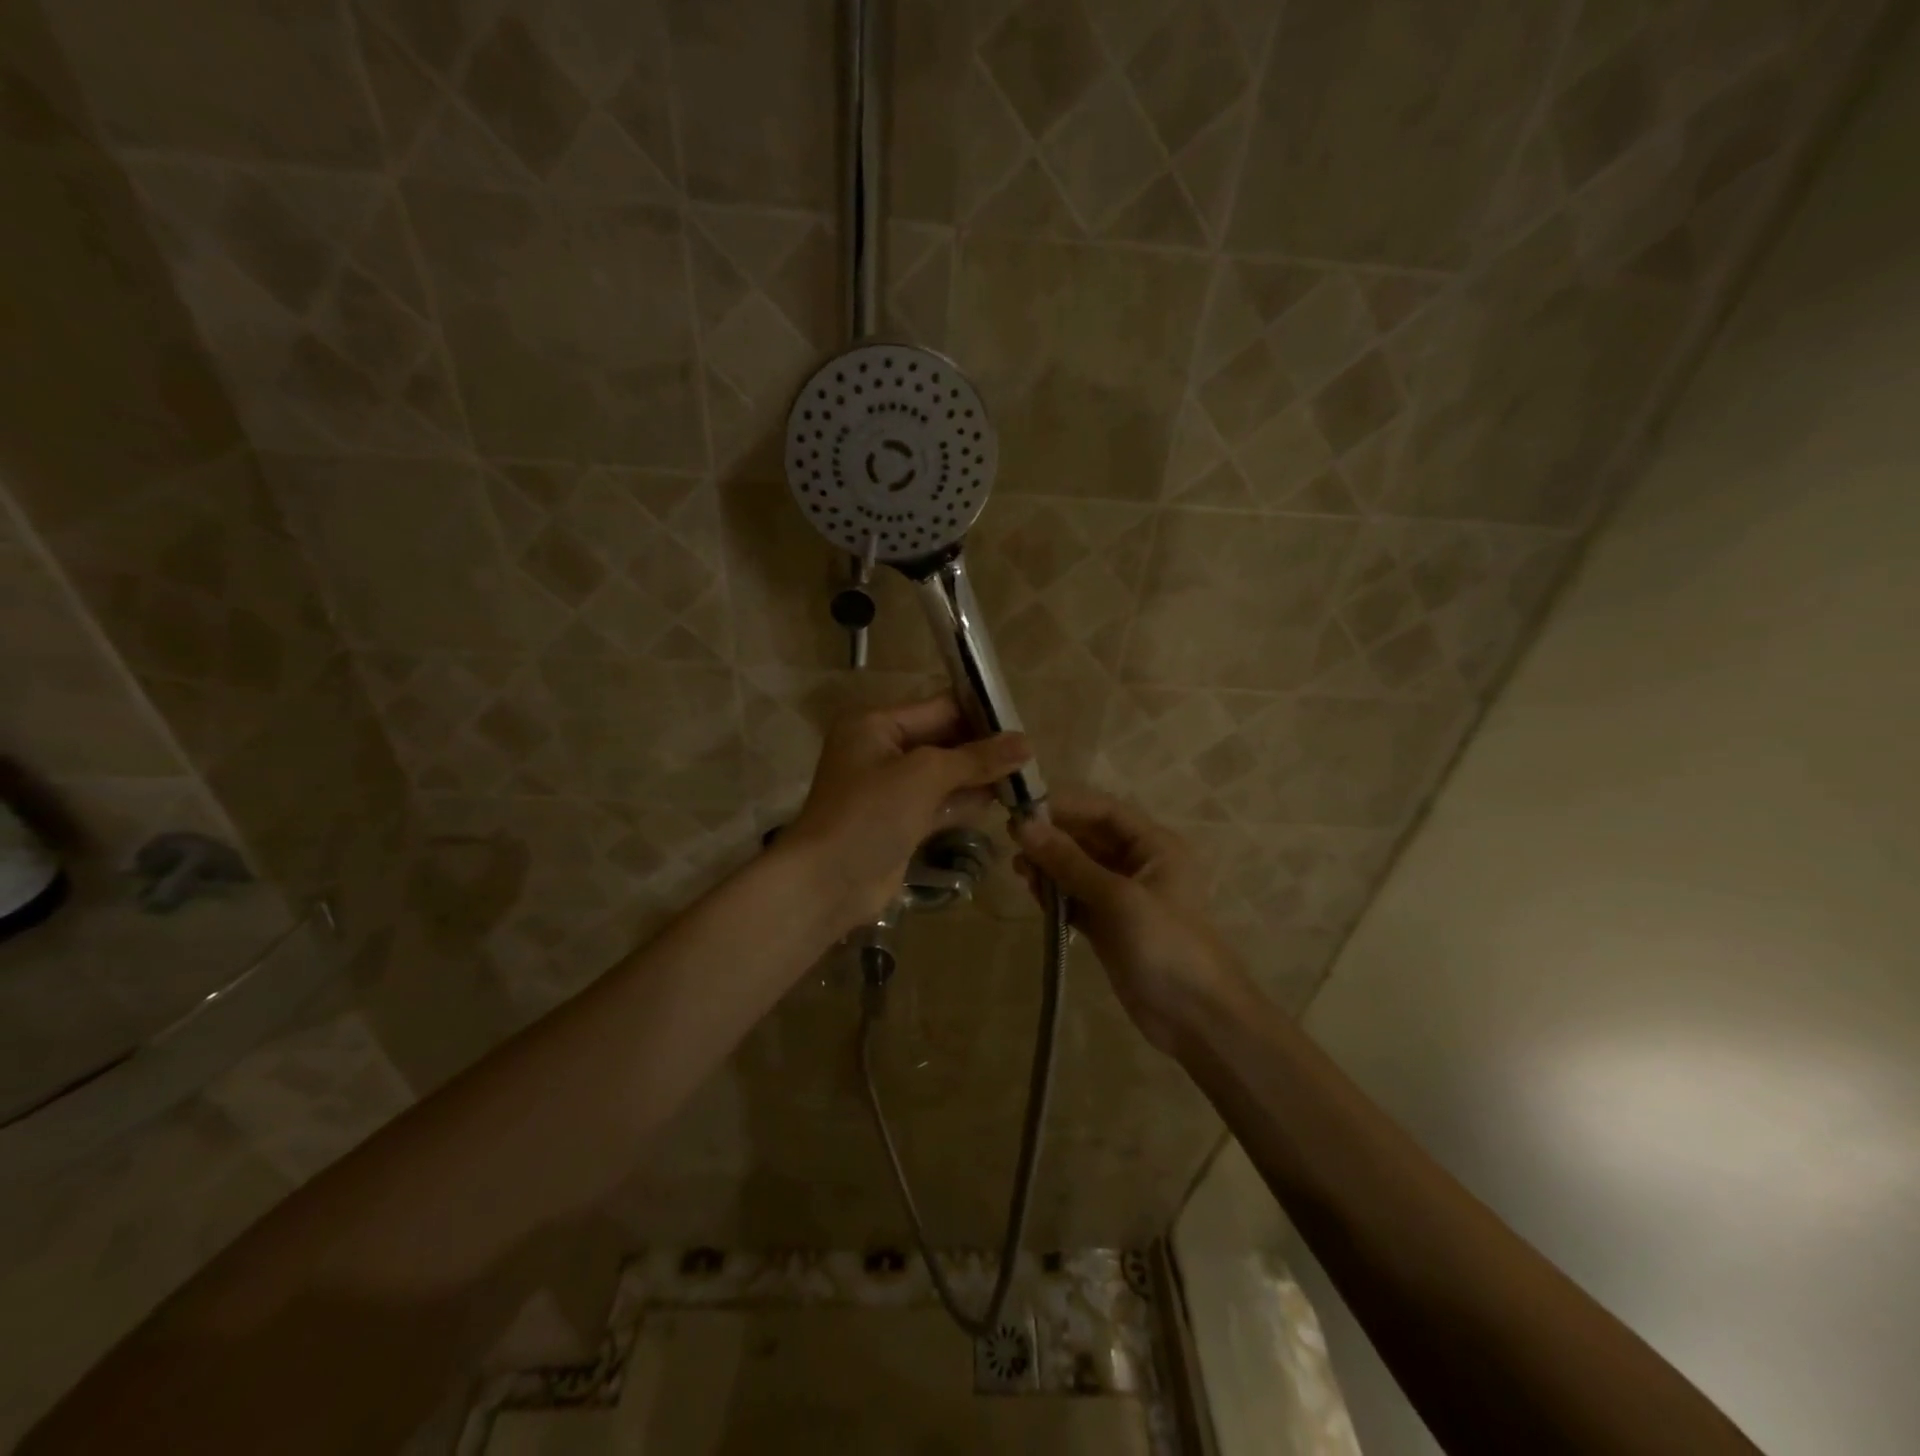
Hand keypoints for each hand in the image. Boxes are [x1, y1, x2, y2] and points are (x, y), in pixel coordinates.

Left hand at [783, 697, 1030, 934]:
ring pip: (944, 775)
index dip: (980, 715)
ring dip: (979, 777)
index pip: (938, 708)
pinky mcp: (900, 822)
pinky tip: (1002, 802)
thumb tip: (1027, 744)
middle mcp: (881, 751)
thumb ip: (975, 758)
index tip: (1023, 724)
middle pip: (943, 741)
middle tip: (1030, 756)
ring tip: (1026, 777)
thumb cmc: (870, 813)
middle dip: (983, 749)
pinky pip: (939, 803)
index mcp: (876, 725)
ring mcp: (890, 789)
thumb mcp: (924, 774)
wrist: (827, 882)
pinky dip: (965, 802)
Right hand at [1014, 790, 1246, 1052]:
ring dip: (1050, 866)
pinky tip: (1033, 894)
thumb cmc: (1166, 945)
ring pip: (1079, 869)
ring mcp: (1123, 897)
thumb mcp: (1117, 898)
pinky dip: (1055, 894)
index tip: (1022, 806)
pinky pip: (1077, 898)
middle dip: (1052, 837)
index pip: (1104, 811)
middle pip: (1089, 837)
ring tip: (1019, 871)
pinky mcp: (1110, 926)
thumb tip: (1023, 825)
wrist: (1197, 1019)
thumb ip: (1069, 861)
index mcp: (1154, 846)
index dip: (1065, 805)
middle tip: (1012, 840)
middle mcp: (1139, 864)